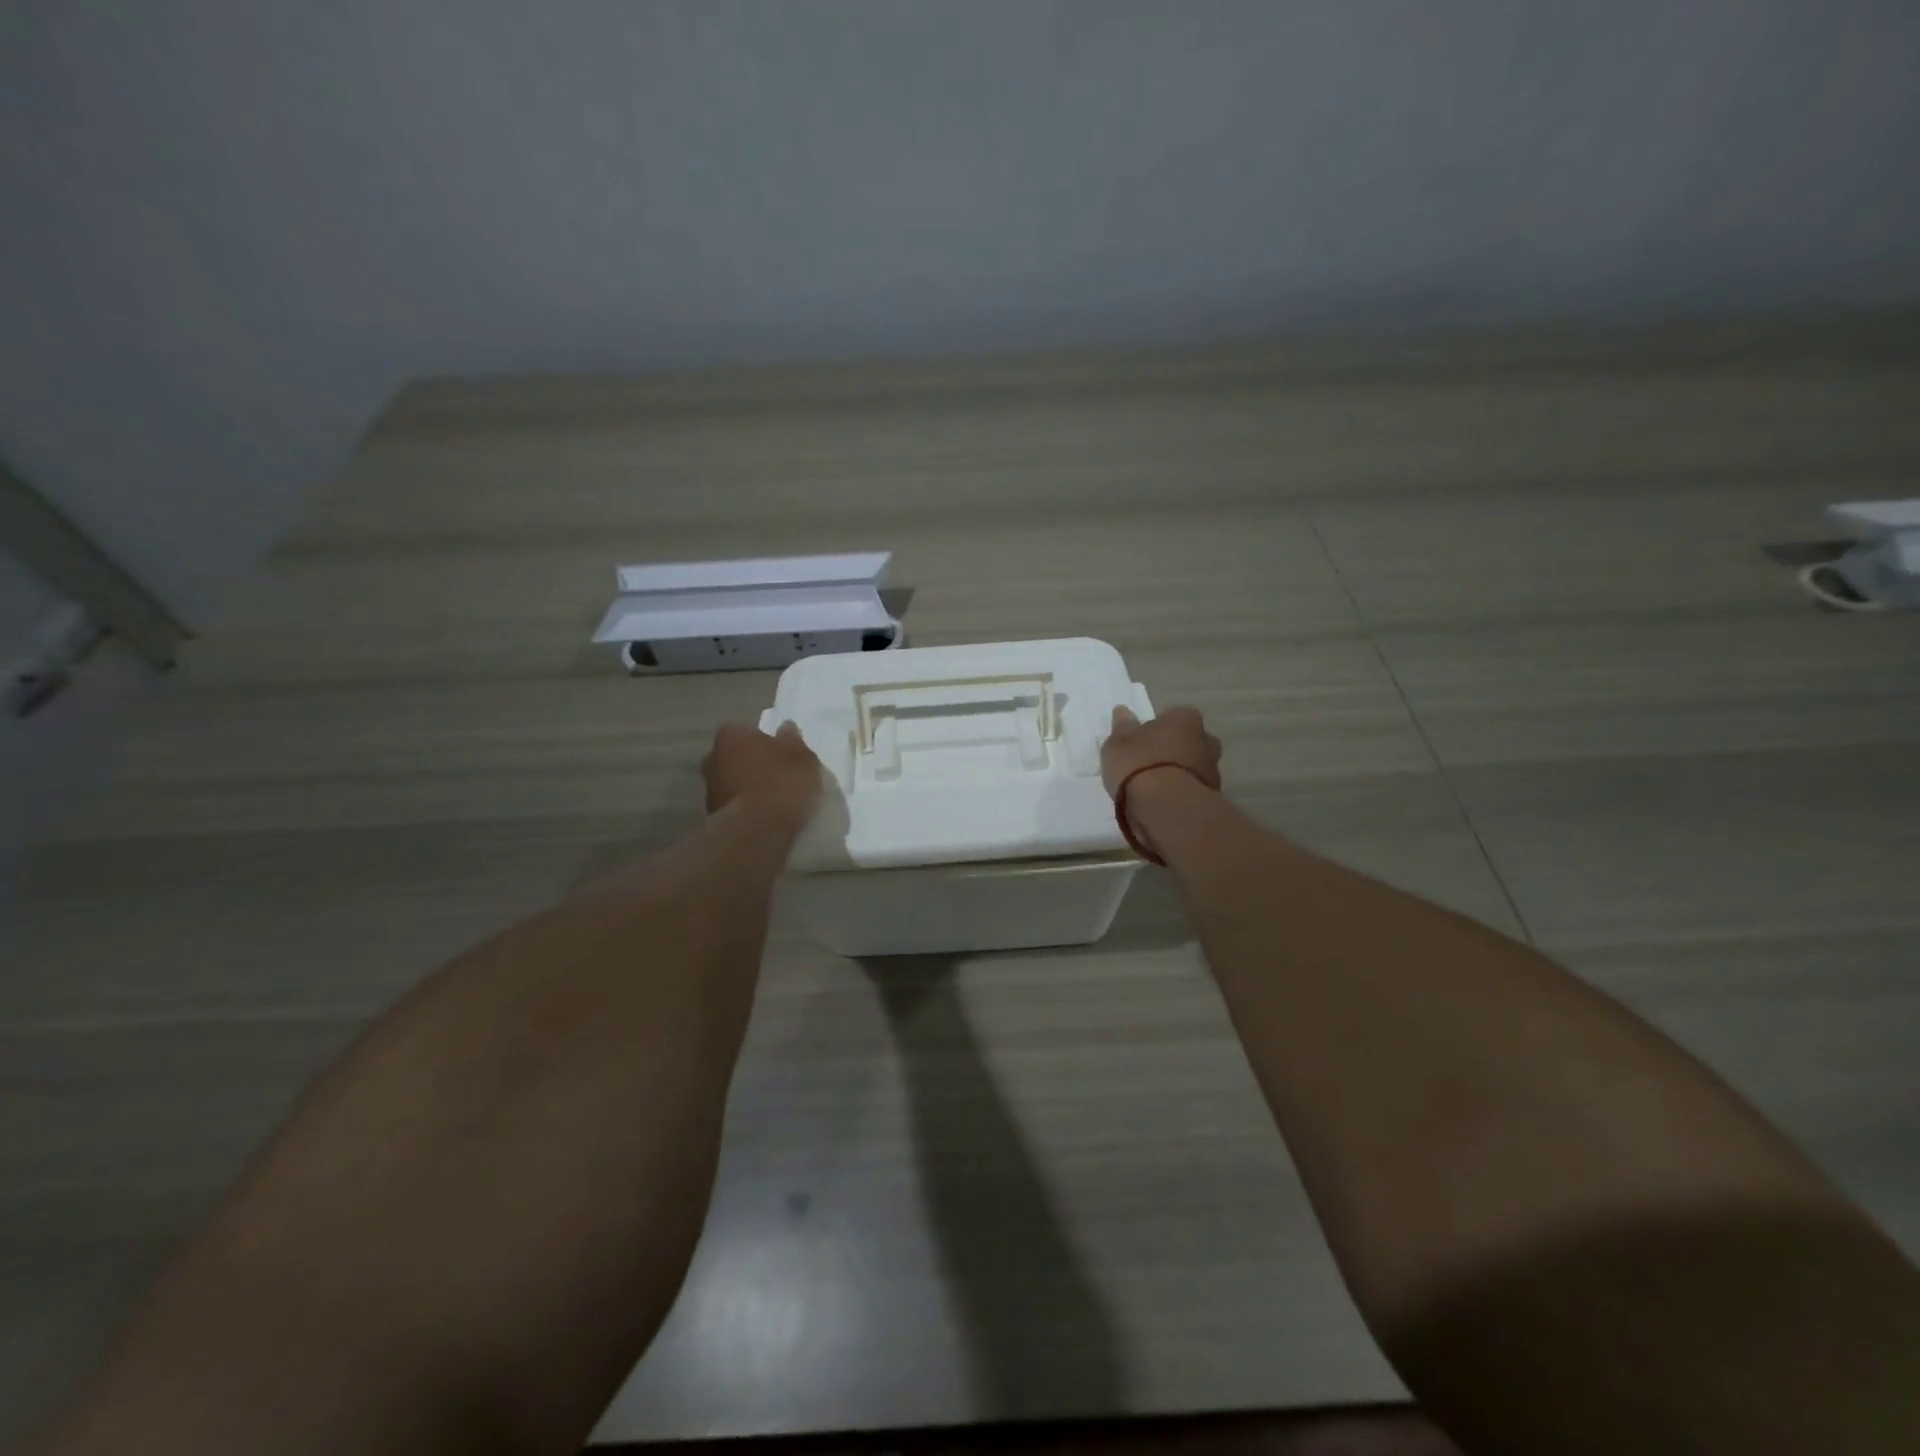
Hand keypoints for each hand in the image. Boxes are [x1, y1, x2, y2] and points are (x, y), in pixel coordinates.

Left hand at [702, 721, 823, 828]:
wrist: (756, 830)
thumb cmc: (782, 783)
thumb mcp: (802, 757)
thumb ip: (793, 740)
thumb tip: (786, 728)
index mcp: (731, 735)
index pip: (747, 730)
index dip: (765, 740)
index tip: (781, 753)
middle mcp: (712, 757)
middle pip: (736, 755)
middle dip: (752, 763)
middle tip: (778, 775)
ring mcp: (709, 788)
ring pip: (732, 780)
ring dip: (747, 786)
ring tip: (773, 800)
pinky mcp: (711, 816)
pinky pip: (734, 804)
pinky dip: (745, 807)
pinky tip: (764, 817)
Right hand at [1101, 704, 1222, 797]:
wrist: (1167, 809)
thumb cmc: (1139, 766)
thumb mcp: (1117, 745)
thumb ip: (1122, 728)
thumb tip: (1123, 712)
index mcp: (1185, 718)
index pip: (1173, 716)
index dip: (1156, 728)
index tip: (1141, 742)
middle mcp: (1206, 739)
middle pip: (1187, 741)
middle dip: (1173, 750)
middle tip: (1149, 764)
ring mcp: (1213, 769)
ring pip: (1193, 766)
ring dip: (1178, 773)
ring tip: (1153, 789)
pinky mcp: (1213, 796)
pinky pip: (1192, 789)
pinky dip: (1181, 793)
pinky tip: (1163, 803)